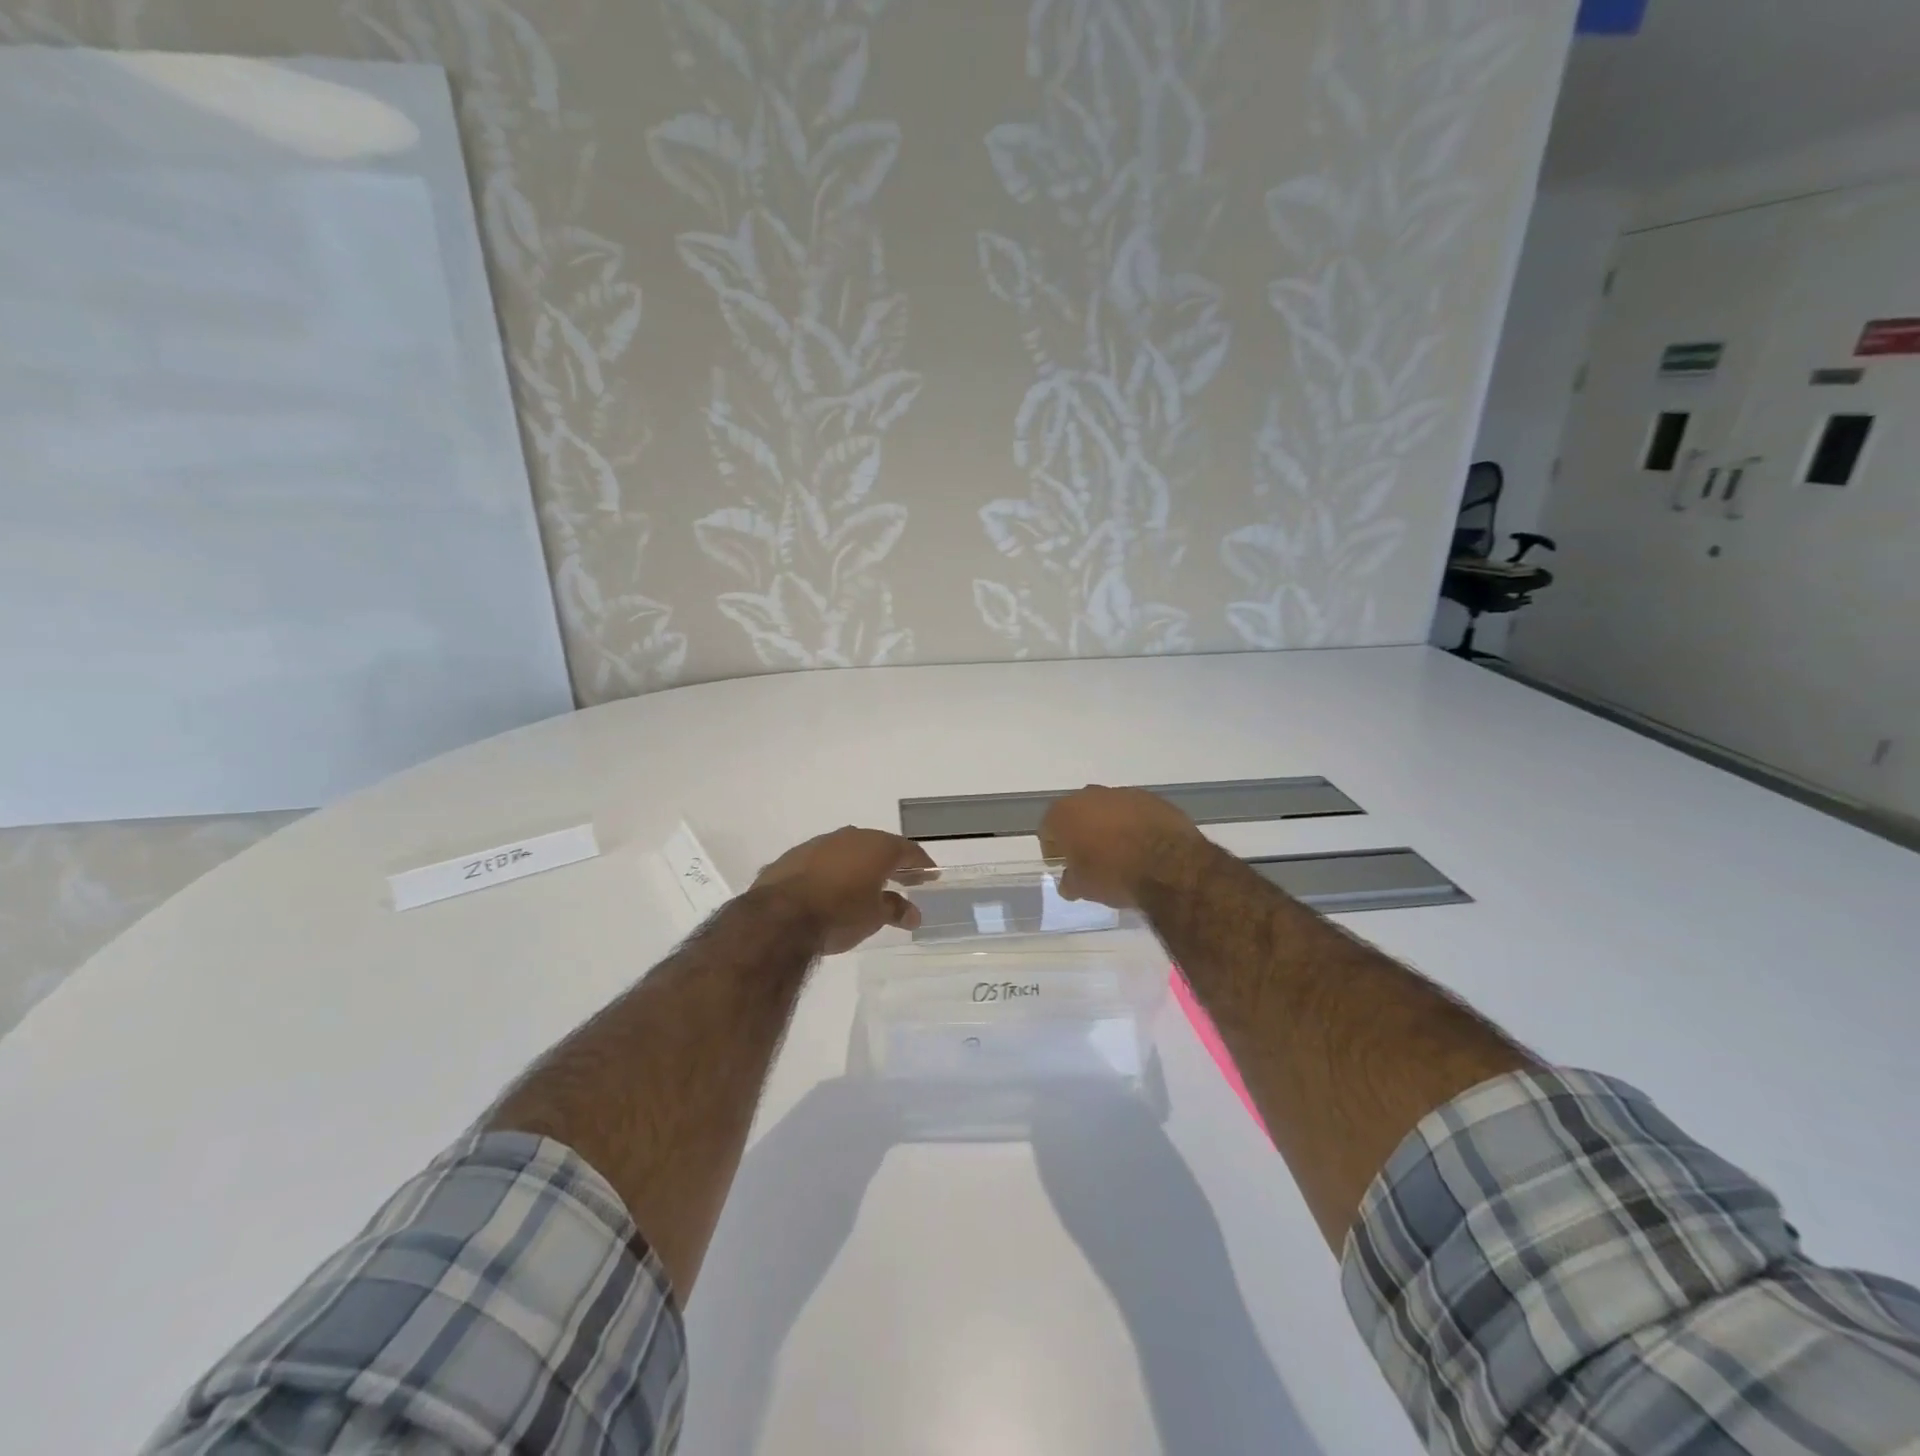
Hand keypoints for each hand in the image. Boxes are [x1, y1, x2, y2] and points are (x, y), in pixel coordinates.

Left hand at [753, 827, 935, 954]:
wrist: (779, 917)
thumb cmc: (839, 914)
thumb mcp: (875, 917)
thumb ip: (896, 910)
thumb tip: (913, 913)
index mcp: (877, 846)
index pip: (908, 850)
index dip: (922, 864)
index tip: (930, 876)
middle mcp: (850, 836)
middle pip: (879, 846)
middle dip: (892, 863)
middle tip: (903, 880)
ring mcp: (819, 843)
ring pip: (848, 850)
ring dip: (860, 865)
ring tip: (866, 885)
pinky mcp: (793, 856)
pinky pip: (823, 860)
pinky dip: (833, 871)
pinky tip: (832, 888)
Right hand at [1038, 786, 1204, 908]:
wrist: (1169, 865)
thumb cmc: (1114, 875)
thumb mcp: (1084, 888)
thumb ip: (1069, 882)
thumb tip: (1068, 882)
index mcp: (1064, 814)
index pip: (1047, 829)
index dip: (1052, 848)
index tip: (1062, 864)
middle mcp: (1088, 796)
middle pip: (1076, 814)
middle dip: (1079, 832)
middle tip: (1088, 856)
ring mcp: (1121, 793)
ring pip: (1105, 809)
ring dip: (1107, 826)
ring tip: (1119, 851)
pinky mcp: (1150, 797)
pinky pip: (1132, 811)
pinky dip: (1133, 824)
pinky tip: (1142, 845)